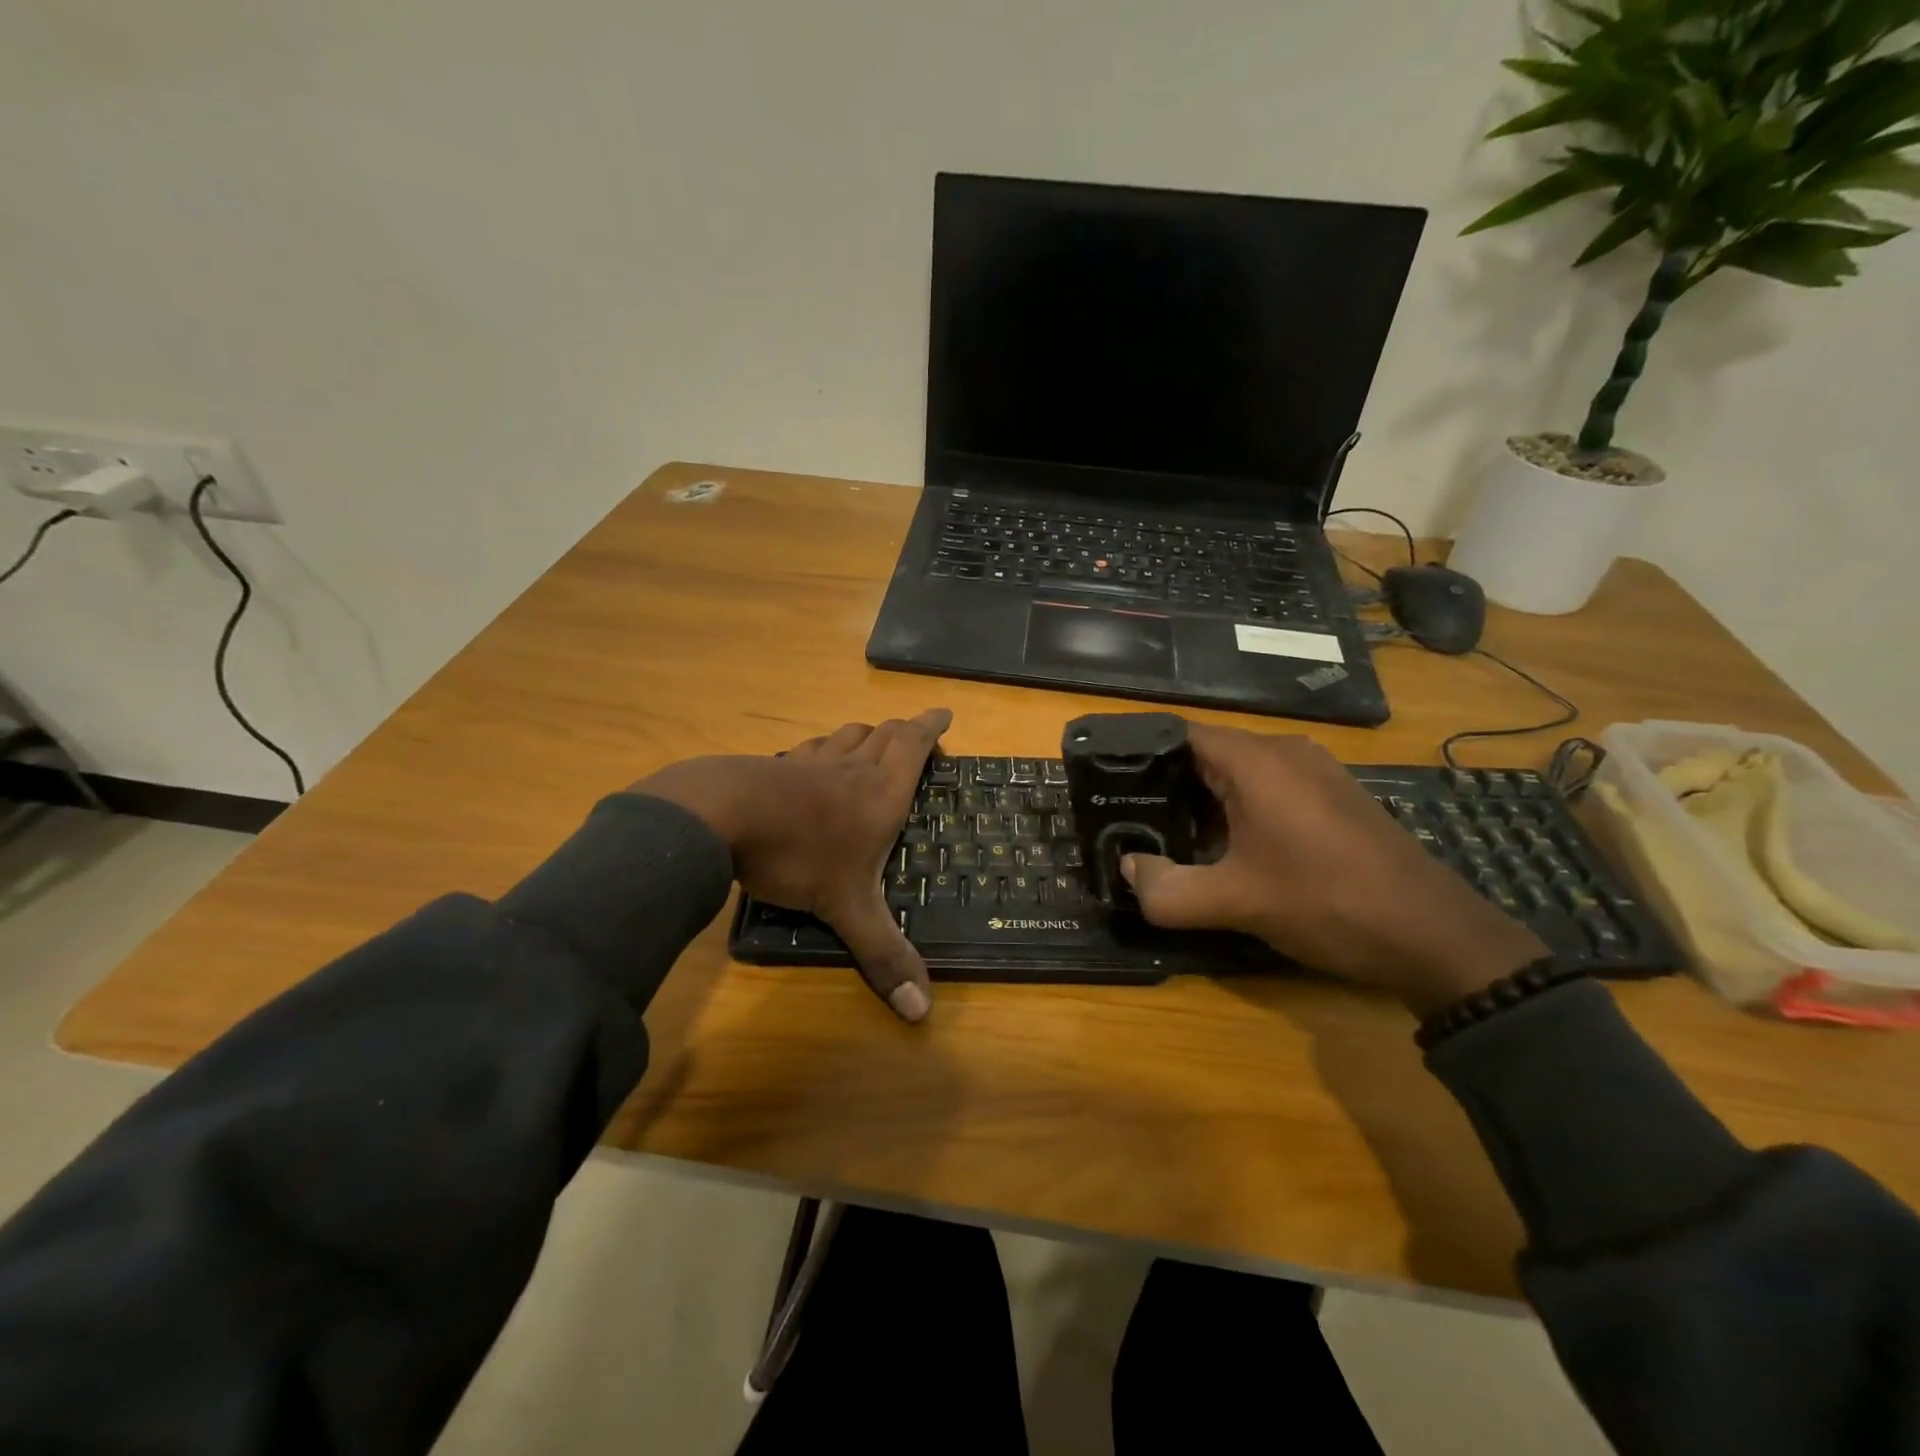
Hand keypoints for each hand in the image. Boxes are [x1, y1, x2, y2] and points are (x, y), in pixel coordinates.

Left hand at [635, 710, 950, 1021]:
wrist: (722, 816)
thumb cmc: (799, 855)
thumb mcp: (846, 909)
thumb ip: (883, 954)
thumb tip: (922, 1013)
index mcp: (880, 792)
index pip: (914, 744)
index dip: (932, 726)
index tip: (945, 713)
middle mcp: (850, 768)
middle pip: (883, 733)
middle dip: (904, 731)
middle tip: (915, 737)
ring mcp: (809, 762)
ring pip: (845, 736)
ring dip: (863, 737)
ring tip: (869, 747)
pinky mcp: (774, 766)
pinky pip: (807, 750)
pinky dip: (820, 752)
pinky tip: (809, 767)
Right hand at [1120, 726, 1547, 1014]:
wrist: (1435, 936)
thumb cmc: (1327, 902)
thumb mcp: (1235, 902)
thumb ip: (1167, 889)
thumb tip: (1129, 870)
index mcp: (1256, 760)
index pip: (1180, 734)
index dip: (1139, 754)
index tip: (1107, 782)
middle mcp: (1286, 751)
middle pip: (1207, 754)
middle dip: (1167, 784)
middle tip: (1130, 817)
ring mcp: (1316, 772)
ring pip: (1239, 773)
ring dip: (1204, 801)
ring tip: (1169, 835)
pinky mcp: (1334, 797)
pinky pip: (1269, 789)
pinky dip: (1239, 810)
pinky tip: (1228, 849)